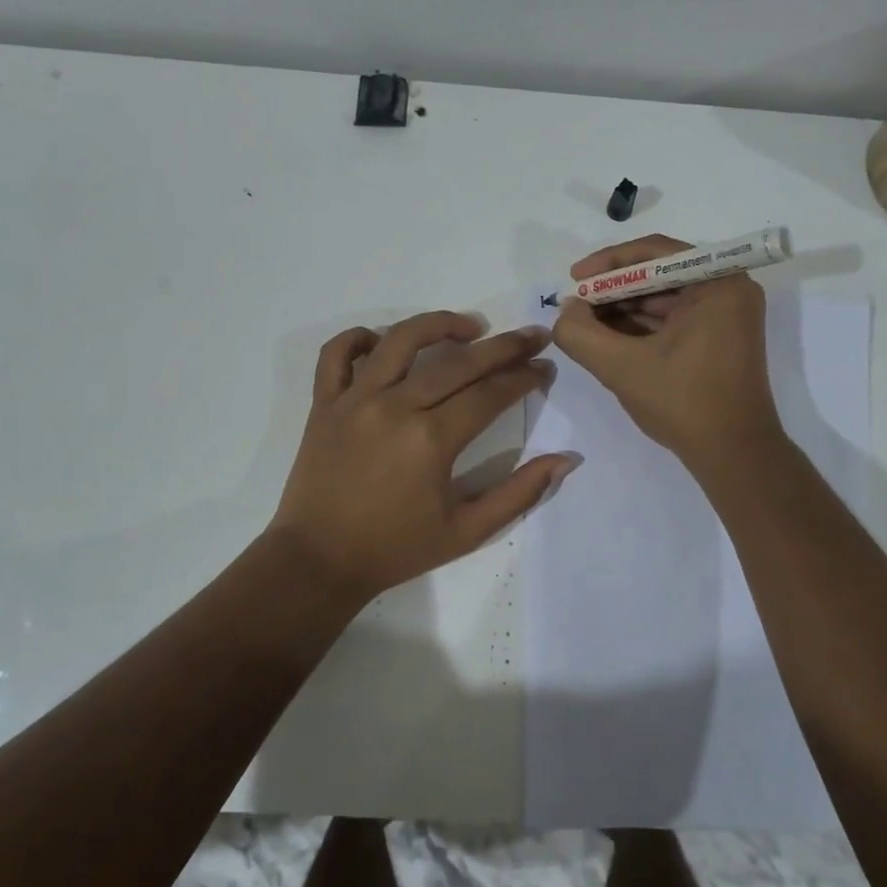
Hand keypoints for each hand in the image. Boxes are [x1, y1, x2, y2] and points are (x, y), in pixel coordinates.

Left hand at [270, 311, 580, 603]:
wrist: (319, 561)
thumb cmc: (397, 548)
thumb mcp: (468, 531)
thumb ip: (520, 494)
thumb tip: (567, 460)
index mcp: (432, 440)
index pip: (490, 393)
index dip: (524, 377)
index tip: (545, 368)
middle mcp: (395, 407)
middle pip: (458, 362)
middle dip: (503, 346)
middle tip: (531, 336)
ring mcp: (354, 400)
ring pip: (400, 340)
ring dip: (439, 325)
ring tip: (469, 327)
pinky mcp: (324, 403)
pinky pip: (336, 354)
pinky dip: (358, 338)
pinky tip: (382, 341)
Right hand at [551, 234, 781, 466]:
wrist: (734, 455)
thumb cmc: (684, 403)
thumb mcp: (622, 367)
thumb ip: (582, 334)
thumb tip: (565, 311)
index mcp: (718, 283)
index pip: (655, 253)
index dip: (608, 263)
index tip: (573, 279)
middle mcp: (728, 290)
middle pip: (659, 275)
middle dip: (612, 290)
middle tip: (574, 306)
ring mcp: (726, 316)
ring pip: (663, 299)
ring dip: (622, 310)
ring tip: (583, 325)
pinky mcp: (718, 340)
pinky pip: (673, 320)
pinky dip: (640, 328)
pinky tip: (607, 339)